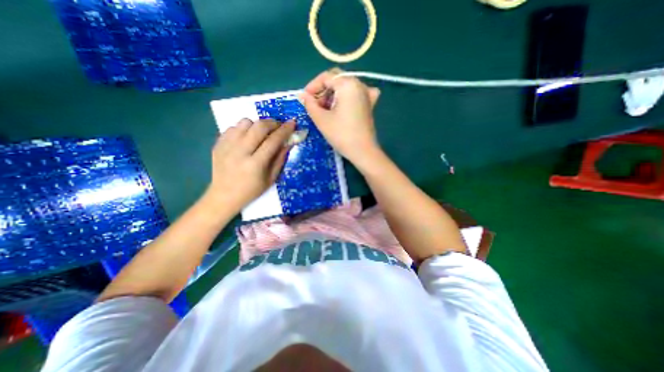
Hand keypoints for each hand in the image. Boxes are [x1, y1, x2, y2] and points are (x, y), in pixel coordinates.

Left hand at [207, 118, 290, 211]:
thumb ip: (280, 159)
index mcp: (255, 164)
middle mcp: (240, 152)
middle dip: (273, 123)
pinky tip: (247, 138)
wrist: (224, 195)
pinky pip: (233, 127)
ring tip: (261, 133)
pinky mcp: (218, 143)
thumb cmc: (252, 190)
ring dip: (257, 125)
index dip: (285, 130)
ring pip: (245, 122)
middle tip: (278, 126)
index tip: (292, 123)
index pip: (273, 141)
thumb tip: (289, 142)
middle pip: (259, 126)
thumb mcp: (271, 179)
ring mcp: (226, 146)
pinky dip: (244, 129)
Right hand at [299, 69, 380, 165]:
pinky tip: (344, 105)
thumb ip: (309, 104)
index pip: (326, 77)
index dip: (312, 87)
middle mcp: (359, 84)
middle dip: (323, 91)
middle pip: (337, 80)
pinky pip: (357, 94)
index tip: (304, 99)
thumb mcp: (321, 119)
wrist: (363, 151)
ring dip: (333, 95)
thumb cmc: (341, 135)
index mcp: (348, 84)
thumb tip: (302, 95)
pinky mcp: (370, 105)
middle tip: (315, 105)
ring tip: (325, 110)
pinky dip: (348, 97)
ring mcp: (367, 94)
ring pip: (345, 87)